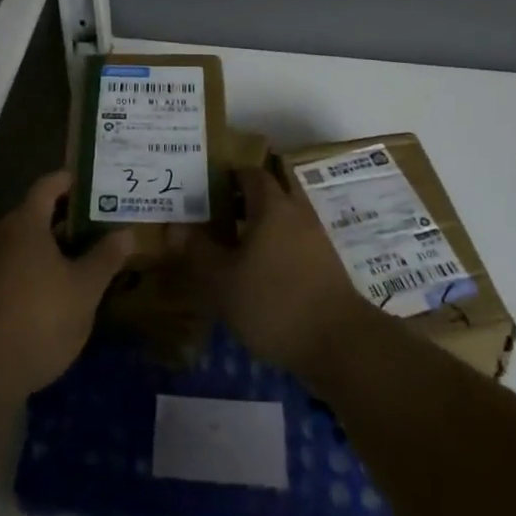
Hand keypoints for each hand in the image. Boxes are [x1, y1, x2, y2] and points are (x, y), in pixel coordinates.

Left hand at [0, 172, 135, 399]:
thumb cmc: (39, 317)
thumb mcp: (84, 288)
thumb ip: (105, 257)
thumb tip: (126, 232)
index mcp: (25, 222)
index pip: (49, 185)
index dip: (72, 181)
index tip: (97, 183)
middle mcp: (1, 235)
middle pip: (37, 214)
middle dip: (69, 218)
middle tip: (102, 222)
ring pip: (26, 243)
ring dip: (54, 246)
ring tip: (88, 255)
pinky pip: (16, 267)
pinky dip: (39, 268)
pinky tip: (61, 289)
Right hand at [193, 168, 368, 379]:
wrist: (339, 343)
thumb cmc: (274, 302)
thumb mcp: (223, 281)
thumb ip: (198, 251)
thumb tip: (175, 226)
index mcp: (272, 206)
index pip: (250, 173)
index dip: (228, 175)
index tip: (204, 186)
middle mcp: (297, 212)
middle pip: (269, 192)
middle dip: (243, 199)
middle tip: (213, 213)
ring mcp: (316, 238)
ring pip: (283, 218)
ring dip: (259, 224)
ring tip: (230, 245)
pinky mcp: (326, 265)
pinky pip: (294, 241)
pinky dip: (275, 246)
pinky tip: (257, 271)